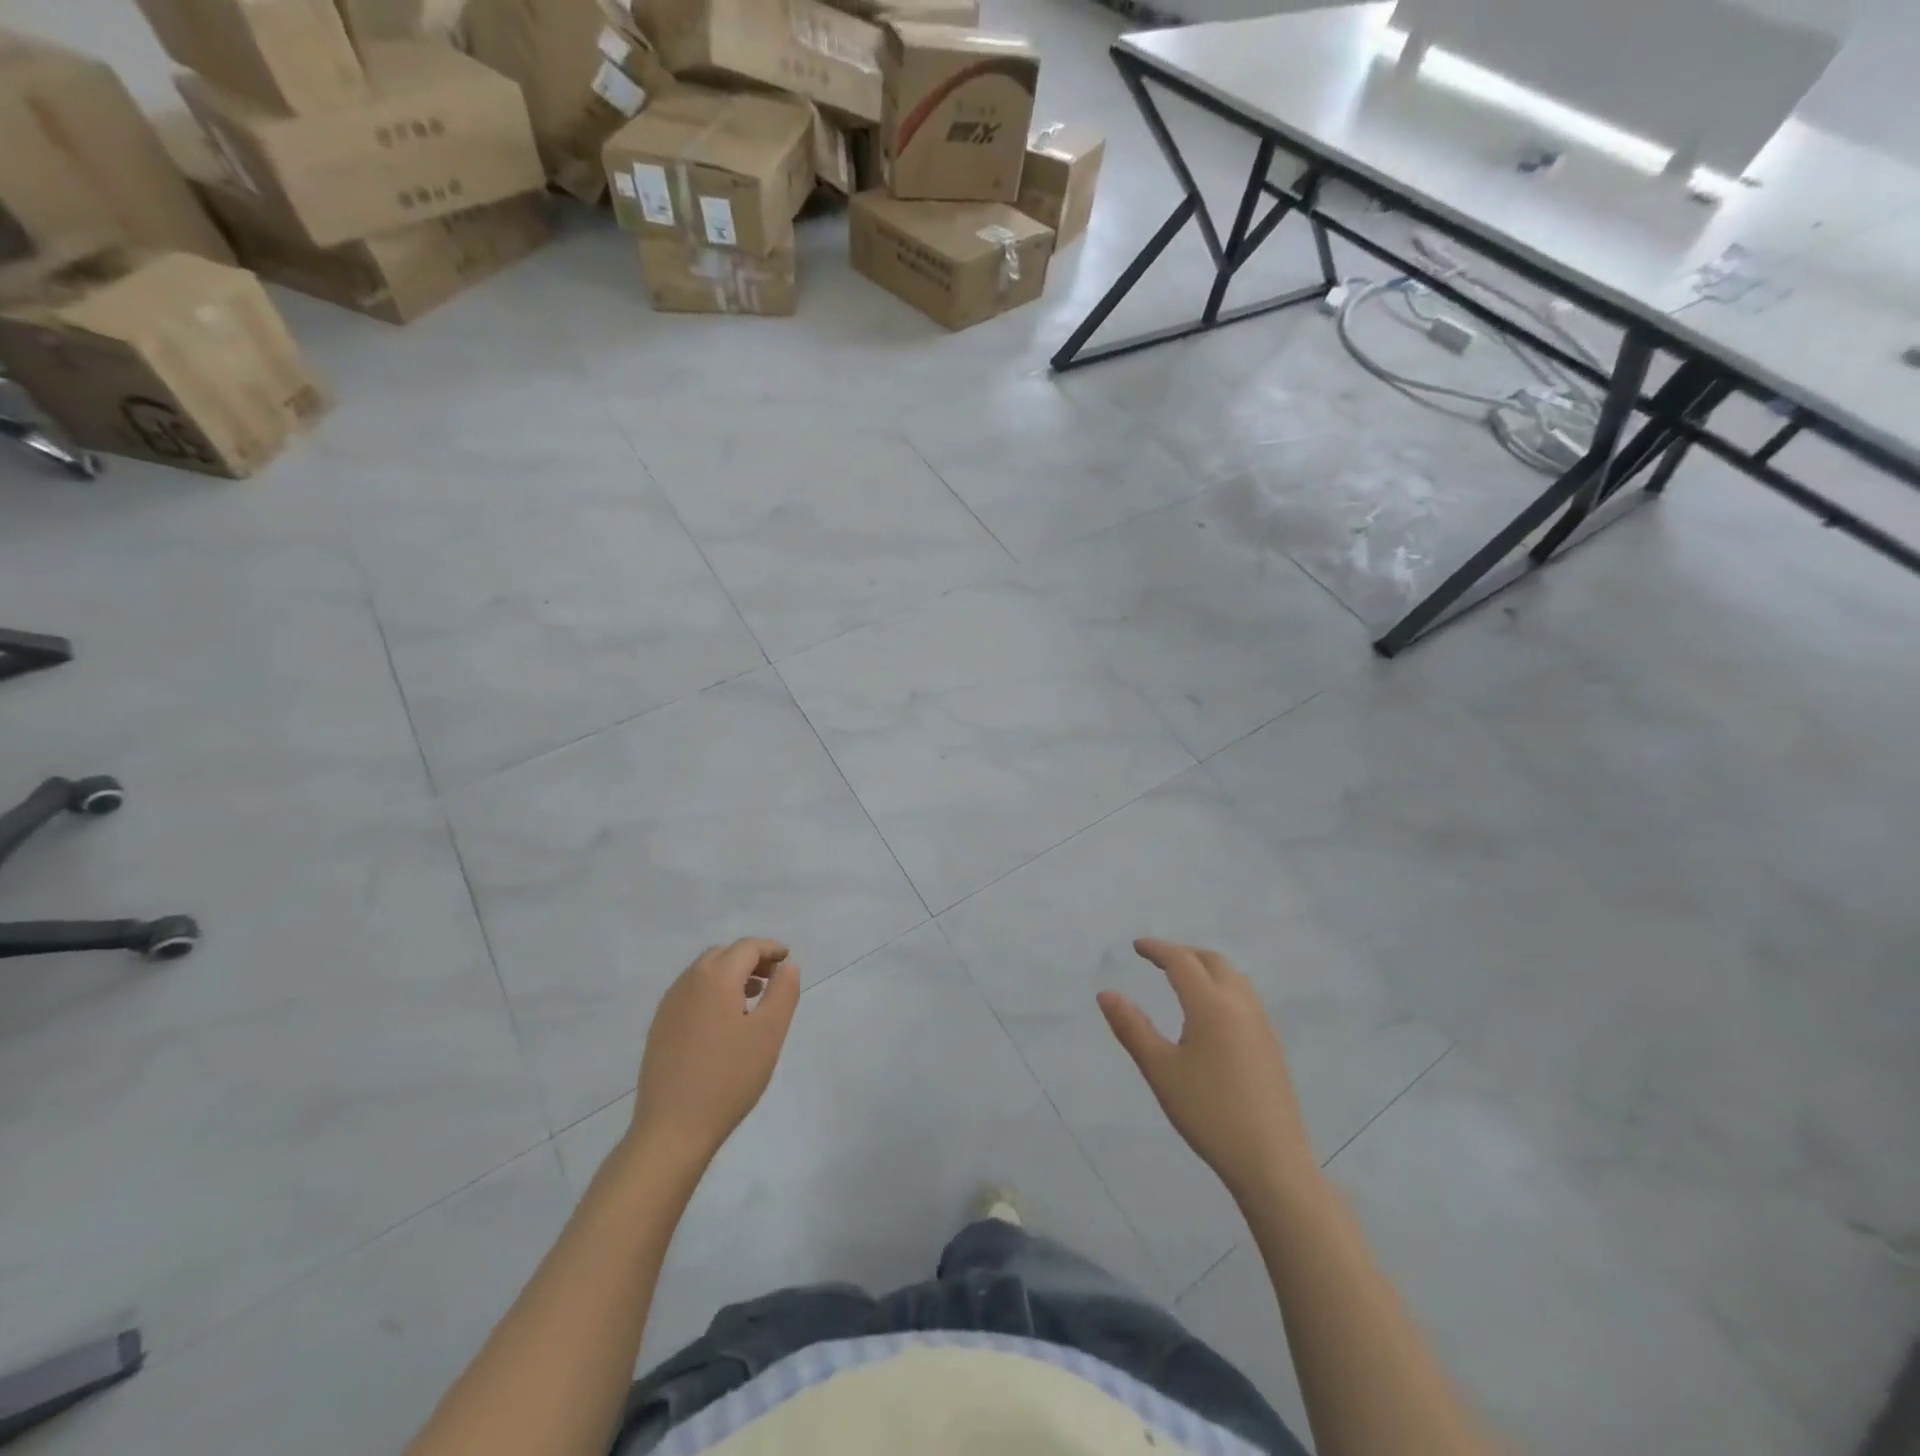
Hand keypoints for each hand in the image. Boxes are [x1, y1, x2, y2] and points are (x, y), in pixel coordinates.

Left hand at [629, 938, 798, 1168]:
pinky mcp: (659, 1027)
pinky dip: (711, 991)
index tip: (788, 960)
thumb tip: (788, 965)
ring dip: (730, 974)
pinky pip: (690, 993)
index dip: (770, 948)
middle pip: (723, 954)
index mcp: (716, 978)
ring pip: (703, 973)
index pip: (747, 947)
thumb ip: (783, 992)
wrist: (673, 1129)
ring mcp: (669, 1005)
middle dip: (750, 958)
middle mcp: (688, 982)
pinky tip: (723, 1021)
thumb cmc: (729, 1078)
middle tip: (773, 978)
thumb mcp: (769, 1033)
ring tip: (752, 998)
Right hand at [1099, 938, 1316, 1201]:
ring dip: (1206, 968)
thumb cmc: (1209, 1114)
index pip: (1182, 961)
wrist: (1272, 1162)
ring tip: (1183, 980)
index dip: (1157, 949)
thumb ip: (1132, 1027)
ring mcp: (1261, 1025)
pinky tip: (1211, 1013)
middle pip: (1212, 961)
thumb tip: (1106, 993)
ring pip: (1233, 978)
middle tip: (1157, 960)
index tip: (1137, 946)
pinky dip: (1222, 986)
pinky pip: (1245, 997)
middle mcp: (1240, 1005)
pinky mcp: (1271, 1045)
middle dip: (1183, 954)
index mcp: (1211, 1005)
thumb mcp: (1160, 1071)